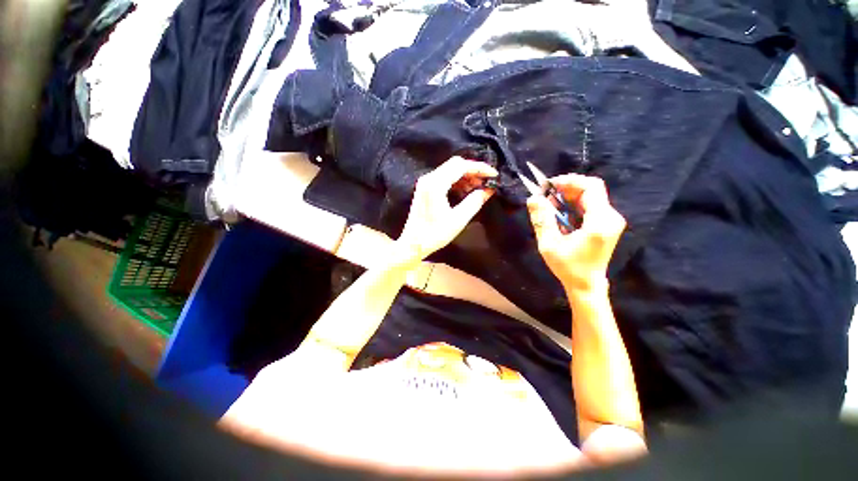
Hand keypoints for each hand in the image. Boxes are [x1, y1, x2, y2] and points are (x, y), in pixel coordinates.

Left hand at [396, 157, 497, 264]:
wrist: (413, 243)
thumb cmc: (435, 234)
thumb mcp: (458, 219)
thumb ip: (475, 202)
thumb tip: (488, 190)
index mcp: (435, 184)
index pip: (461, 166)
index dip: (479, 168)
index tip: (493, 175)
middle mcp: (429, 178)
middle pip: (455, 164)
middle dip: (473, 170)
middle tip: (487, 181)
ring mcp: (425, 182)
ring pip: (449, 169)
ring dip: (466, 175)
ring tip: (479, 187)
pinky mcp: (425, 188)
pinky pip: (444, 177)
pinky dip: (457, 180)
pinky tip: (466, 191)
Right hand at [527, 174, 625, 293]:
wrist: (586, 284)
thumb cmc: (567, 266)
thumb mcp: (549, 243)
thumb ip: (542, 219)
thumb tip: (533, 198)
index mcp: (600, 222)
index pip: (591, 187)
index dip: (570, 181)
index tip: (549, 185)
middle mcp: (610, 217)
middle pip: (591, 190)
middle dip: (567, 188)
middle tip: (546, 194)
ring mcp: (610, 221)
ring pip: (590, 197)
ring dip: (569, 196)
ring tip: (550, 205)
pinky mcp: (606, 224)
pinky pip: (590, 206)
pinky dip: (573, 205)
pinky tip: (560, 213)